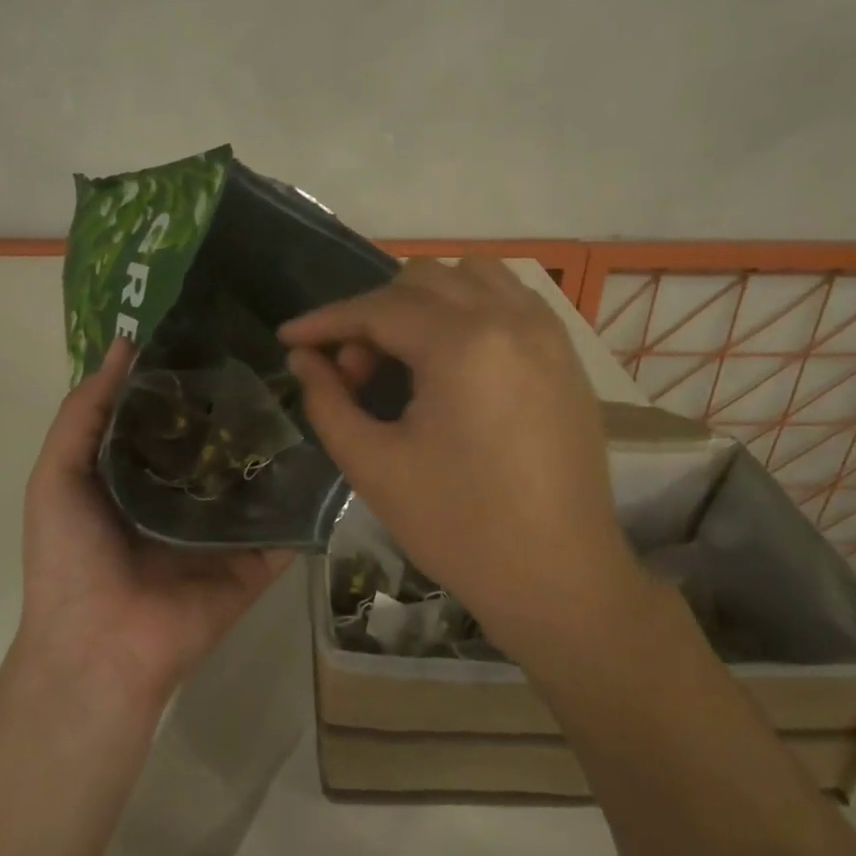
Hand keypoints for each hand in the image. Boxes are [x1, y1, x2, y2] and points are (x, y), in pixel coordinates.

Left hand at [17, 337, 293, 709]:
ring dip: (282, 442)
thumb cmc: (70, 557)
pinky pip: (288, 523)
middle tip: (283, 354)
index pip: (175, 416)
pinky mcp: (258, 559)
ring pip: (260, 477)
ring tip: (317, 389)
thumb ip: (86, 411)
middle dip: (244, 404)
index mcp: (141, 475)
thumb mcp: (58, 474)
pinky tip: (336, 450)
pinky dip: (310, 495)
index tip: (224, 331)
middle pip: (223, 442)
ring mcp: (227, 529)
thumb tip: (125, 344)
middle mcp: (187, 496)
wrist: (100, 645)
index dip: (192, 378)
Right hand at [280, 258, 642, 650]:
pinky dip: (469, 309)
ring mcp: (548, 334)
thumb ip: (328, 402)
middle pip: (422, 281)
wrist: (557, 577)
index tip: (288, 338)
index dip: (325, 321)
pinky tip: (452, 357)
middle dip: (373, 316)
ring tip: (402, 356)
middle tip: (352, 372)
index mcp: (463, 345)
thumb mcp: (374, 466)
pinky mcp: (567, 357)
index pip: (378, 308)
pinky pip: (511, 301)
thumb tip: (303, 359)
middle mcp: (511, 320)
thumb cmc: (458, 527)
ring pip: (472, 278)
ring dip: (423, 301)